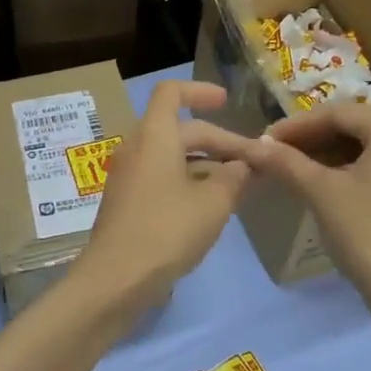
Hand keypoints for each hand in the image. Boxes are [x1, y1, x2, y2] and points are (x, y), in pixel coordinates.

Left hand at [83, 81, 256, 312]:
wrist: (115, 279)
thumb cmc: (167, 230)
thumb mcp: (213, 203)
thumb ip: (234, 178)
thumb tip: (242, 167)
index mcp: (155, 135)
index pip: (172, 92)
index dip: (200, 91)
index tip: (226, 102)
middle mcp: (137, 148)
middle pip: (181, 129)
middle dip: (220, 142)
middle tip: (255, 163)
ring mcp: (129, 176)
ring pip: (173, 156)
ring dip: (207, 164)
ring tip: (241, 185)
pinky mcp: (127, 202)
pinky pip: (162, 178)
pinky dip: (189, 181)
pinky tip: (213, 206)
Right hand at [246, 105, 370, 313]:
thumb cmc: (366, 231)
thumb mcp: (320, 191)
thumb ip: (285, 162)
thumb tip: (252, 145)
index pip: (336, 113)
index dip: (295, 126)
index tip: (262, 140)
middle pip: (348, 126)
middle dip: (307, 139)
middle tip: (271, 152)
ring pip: (357, 146)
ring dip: (321, 153)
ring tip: (286, 165)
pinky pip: (369, 163)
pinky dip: (339, 168)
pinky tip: (312, 180)